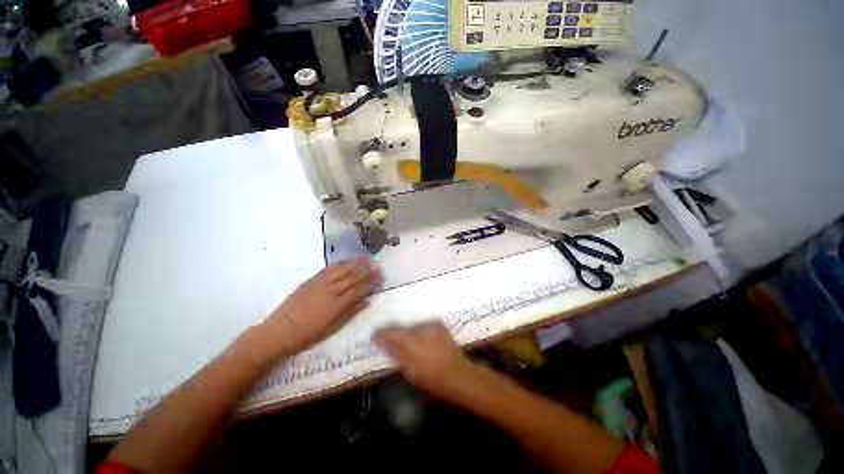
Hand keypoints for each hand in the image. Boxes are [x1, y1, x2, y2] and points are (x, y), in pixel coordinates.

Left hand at [262, 257, 380, 356]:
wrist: (279, 332)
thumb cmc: (307, 335)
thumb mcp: (332, 329)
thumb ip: (350, 313)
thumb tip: (366, 302)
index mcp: (337, 305)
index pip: (358, 290)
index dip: (370, 282)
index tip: (380, 276)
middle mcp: (330, 291)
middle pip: (352, 278)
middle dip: (366, 271)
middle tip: (376, 265)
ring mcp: (319, 284)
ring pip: (341, 270)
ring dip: (354, 263)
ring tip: (365, 257)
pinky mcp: (309, 281)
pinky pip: (327, 270)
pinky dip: (338, 264)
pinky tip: (345, 261)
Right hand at [374, 321, 476, 399]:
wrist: (459, 375)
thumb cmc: (432, 377)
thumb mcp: (409, 369)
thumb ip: (394, 351)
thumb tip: (380, 338)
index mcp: (412, 339)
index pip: (391, 331)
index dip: (381, 333)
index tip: (374, 335)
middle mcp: (422, 327)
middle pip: (402, 326)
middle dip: (394, 331)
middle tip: (387, 338)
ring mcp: (432, 324)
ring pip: (412, 324)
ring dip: (406, 330)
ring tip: (403, 339)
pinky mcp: (439, 325)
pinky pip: (422, 324)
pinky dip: (417, 330)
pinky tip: (417, 337)